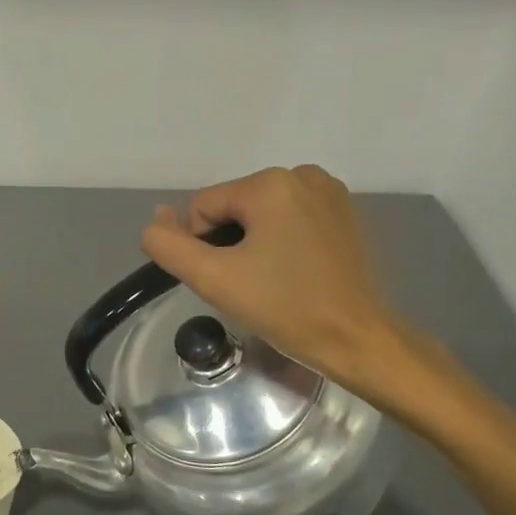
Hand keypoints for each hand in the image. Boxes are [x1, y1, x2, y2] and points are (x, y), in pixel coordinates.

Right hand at [141, 165, 433, 411]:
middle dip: (232, 244)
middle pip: (233, 208)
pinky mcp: (345, 213)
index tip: (230, 280)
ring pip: (261, 215)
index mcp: (270, 183)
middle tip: (252, 285)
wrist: (358, 340)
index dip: (204, 248)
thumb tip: (156, 219)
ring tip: (275, 281)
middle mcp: (301, 174)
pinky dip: (283, 242)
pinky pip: (291, 219)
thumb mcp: (213, 278)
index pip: (203, 207)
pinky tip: (297, 272)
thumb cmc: (285, 307)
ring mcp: (329, 192)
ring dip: (255, 244)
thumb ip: (169, 245)